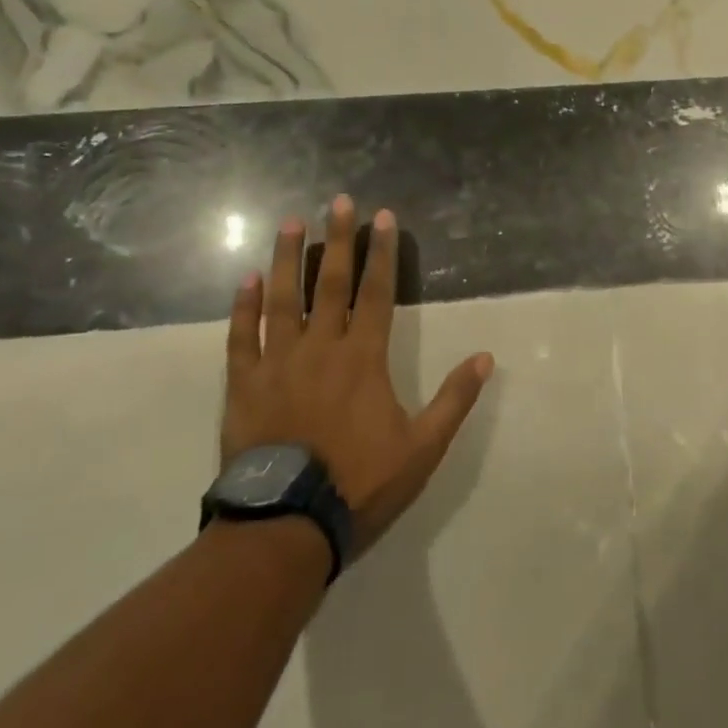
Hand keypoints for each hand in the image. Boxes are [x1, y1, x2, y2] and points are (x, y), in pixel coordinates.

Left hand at [221, 195, 493, 556]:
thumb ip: (454, 400)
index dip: (382, 253)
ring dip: (288, 258)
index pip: (378, 293)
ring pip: (283, 300)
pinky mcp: (244, 385)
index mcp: (364, 358)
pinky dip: (243, 307)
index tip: (383, 217)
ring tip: (290, 223)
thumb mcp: (423, 447)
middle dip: (338, 240)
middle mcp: (321, 348)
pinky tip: (246, 278)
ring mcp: (278, 364)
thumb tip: (486, 358)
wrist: (287, 526)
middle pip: (332, 284)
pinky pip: (241, 337)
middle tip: (337, 201)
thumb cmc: (360, 483)